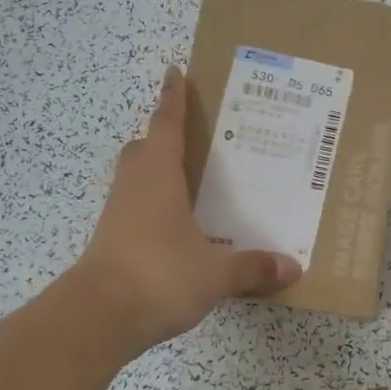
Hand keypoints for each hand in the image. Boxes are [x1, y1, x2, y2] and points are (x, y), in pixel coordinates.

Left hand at [71, 66, 301, 352]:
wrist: (98, 317)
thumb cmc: (159, 276)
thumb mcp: (215, 274)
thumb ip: (252, 268)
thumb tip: (292, 268)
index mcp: (158, 176)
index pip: (166, 125)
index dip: (172, 98)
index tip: (174, 71)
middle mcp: (134, 187)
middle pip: (143, 149)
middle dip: (162, 138)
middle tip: (193, 141)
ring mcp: (117, 215)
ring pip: (135, 179)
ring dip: (156, 174)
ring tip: (191, 186)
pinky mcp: (110, 242)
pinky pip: (134, 210)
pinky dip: (153, 209)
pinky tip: (177, 230)